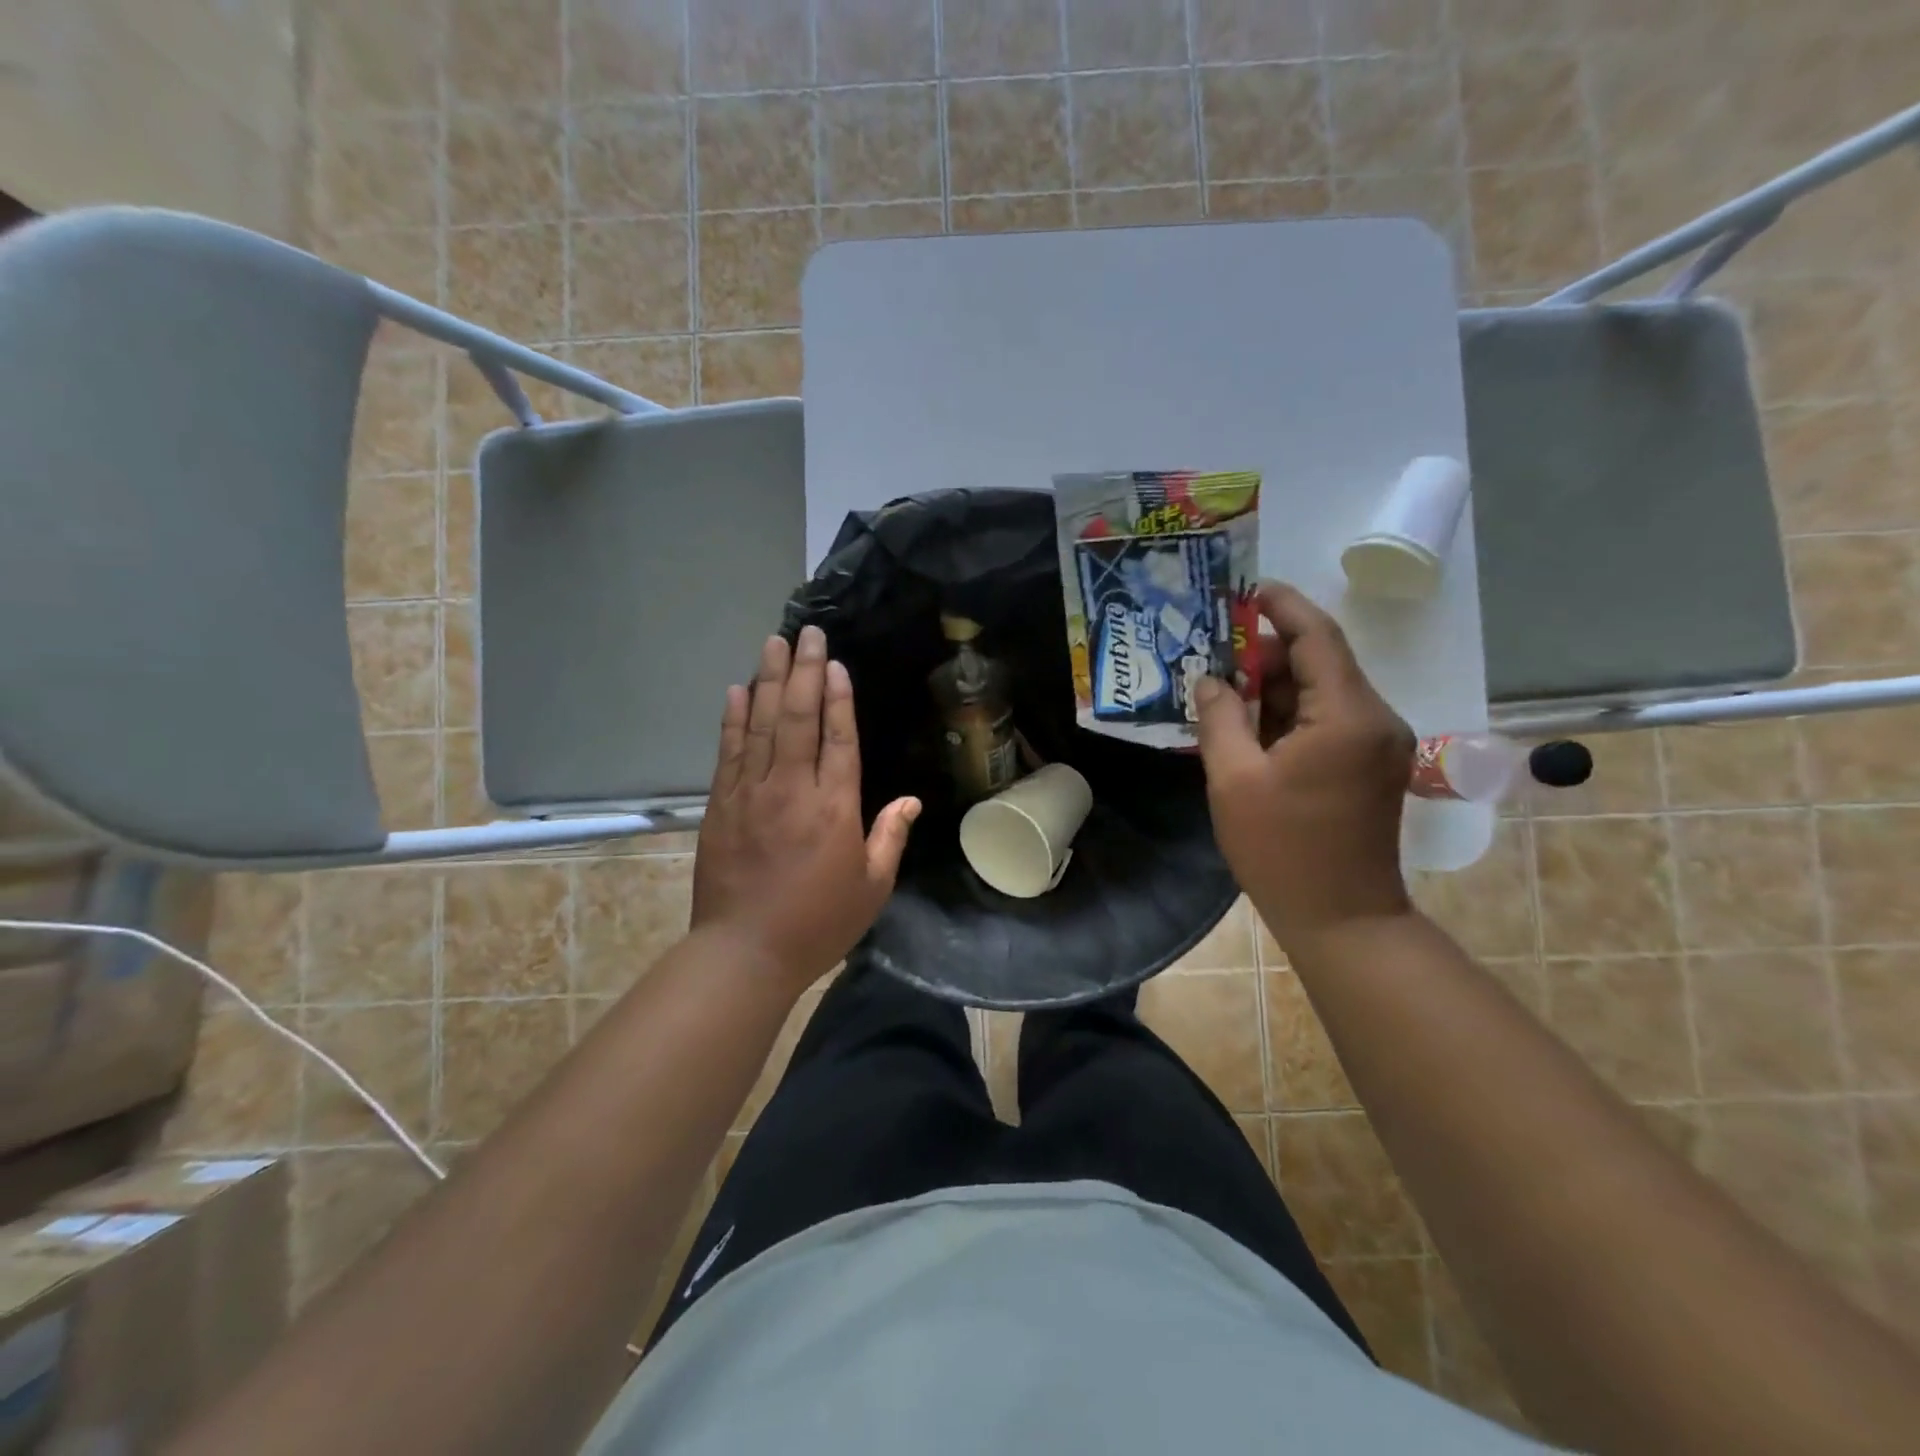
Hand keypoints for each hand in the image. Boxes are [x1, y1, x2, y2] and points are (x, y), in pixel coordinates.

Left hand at [692, 626, 920, 992]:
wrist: (744, 953)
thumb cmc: (818, 923)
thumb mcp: (872, 888)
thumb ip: (890, 837)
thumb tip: (910, 800)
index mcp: (834, 808)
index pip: (838, 738)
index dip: (838, 697)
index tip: (835, 662)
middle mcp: (792, 789)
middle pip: (798, 718)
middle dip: (804, 671)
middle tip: (806, 632)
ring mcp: (751, 793)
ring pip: (762, 725)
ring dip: (769, 681)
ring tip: (774, 643)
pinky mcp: (720, 805)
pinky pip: (729, 752)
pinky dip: (734, 718)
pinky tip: (738, 690)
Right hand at [1193, 582, 1414, 947]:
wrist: (1342, 918)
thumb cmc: (1283, 849)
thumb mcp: (1234, 779)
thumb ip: (1219, 718)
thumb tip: (1209, 680)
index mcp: (1346, 715)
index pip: (1317, 637)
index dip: (1281, 607)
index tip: (1244, 590)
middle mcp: (1374, 718)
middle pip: (1319, 662)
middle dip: (1265, 652)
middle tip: (1210, 651)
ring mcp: (1376, 743)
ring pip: (1320, 692)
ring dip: (1272, 685)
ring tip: (1219, 686)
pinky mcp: (1368, 765)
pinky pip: (1325, 720)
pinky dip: (1286, 713)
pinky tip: (1245, 722)